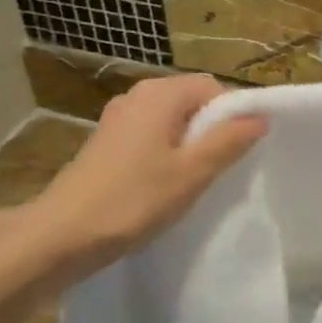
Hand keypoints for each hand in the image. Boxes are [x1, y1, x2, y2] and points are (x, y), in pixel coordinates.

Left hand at [9, 76, 265, 282]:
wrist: (62, 234)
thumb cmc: (134, 200)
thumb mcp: (192, 172)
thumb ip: (228, 141)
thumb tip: (259, 117)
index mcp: (159, 94)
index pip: (212, 88)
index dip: (233, 115)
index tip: (239, 151)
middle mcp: (136, 96)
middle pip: (191, 102)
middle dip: (211, 131)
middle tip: (219, 170)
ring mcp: (117, 119)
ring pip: (170, 122)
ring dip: (189, 146)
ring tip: (193, 182)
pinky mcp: (106, 143)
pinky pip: (150, 137)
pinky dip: (165, 155)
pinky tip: (164, 186)